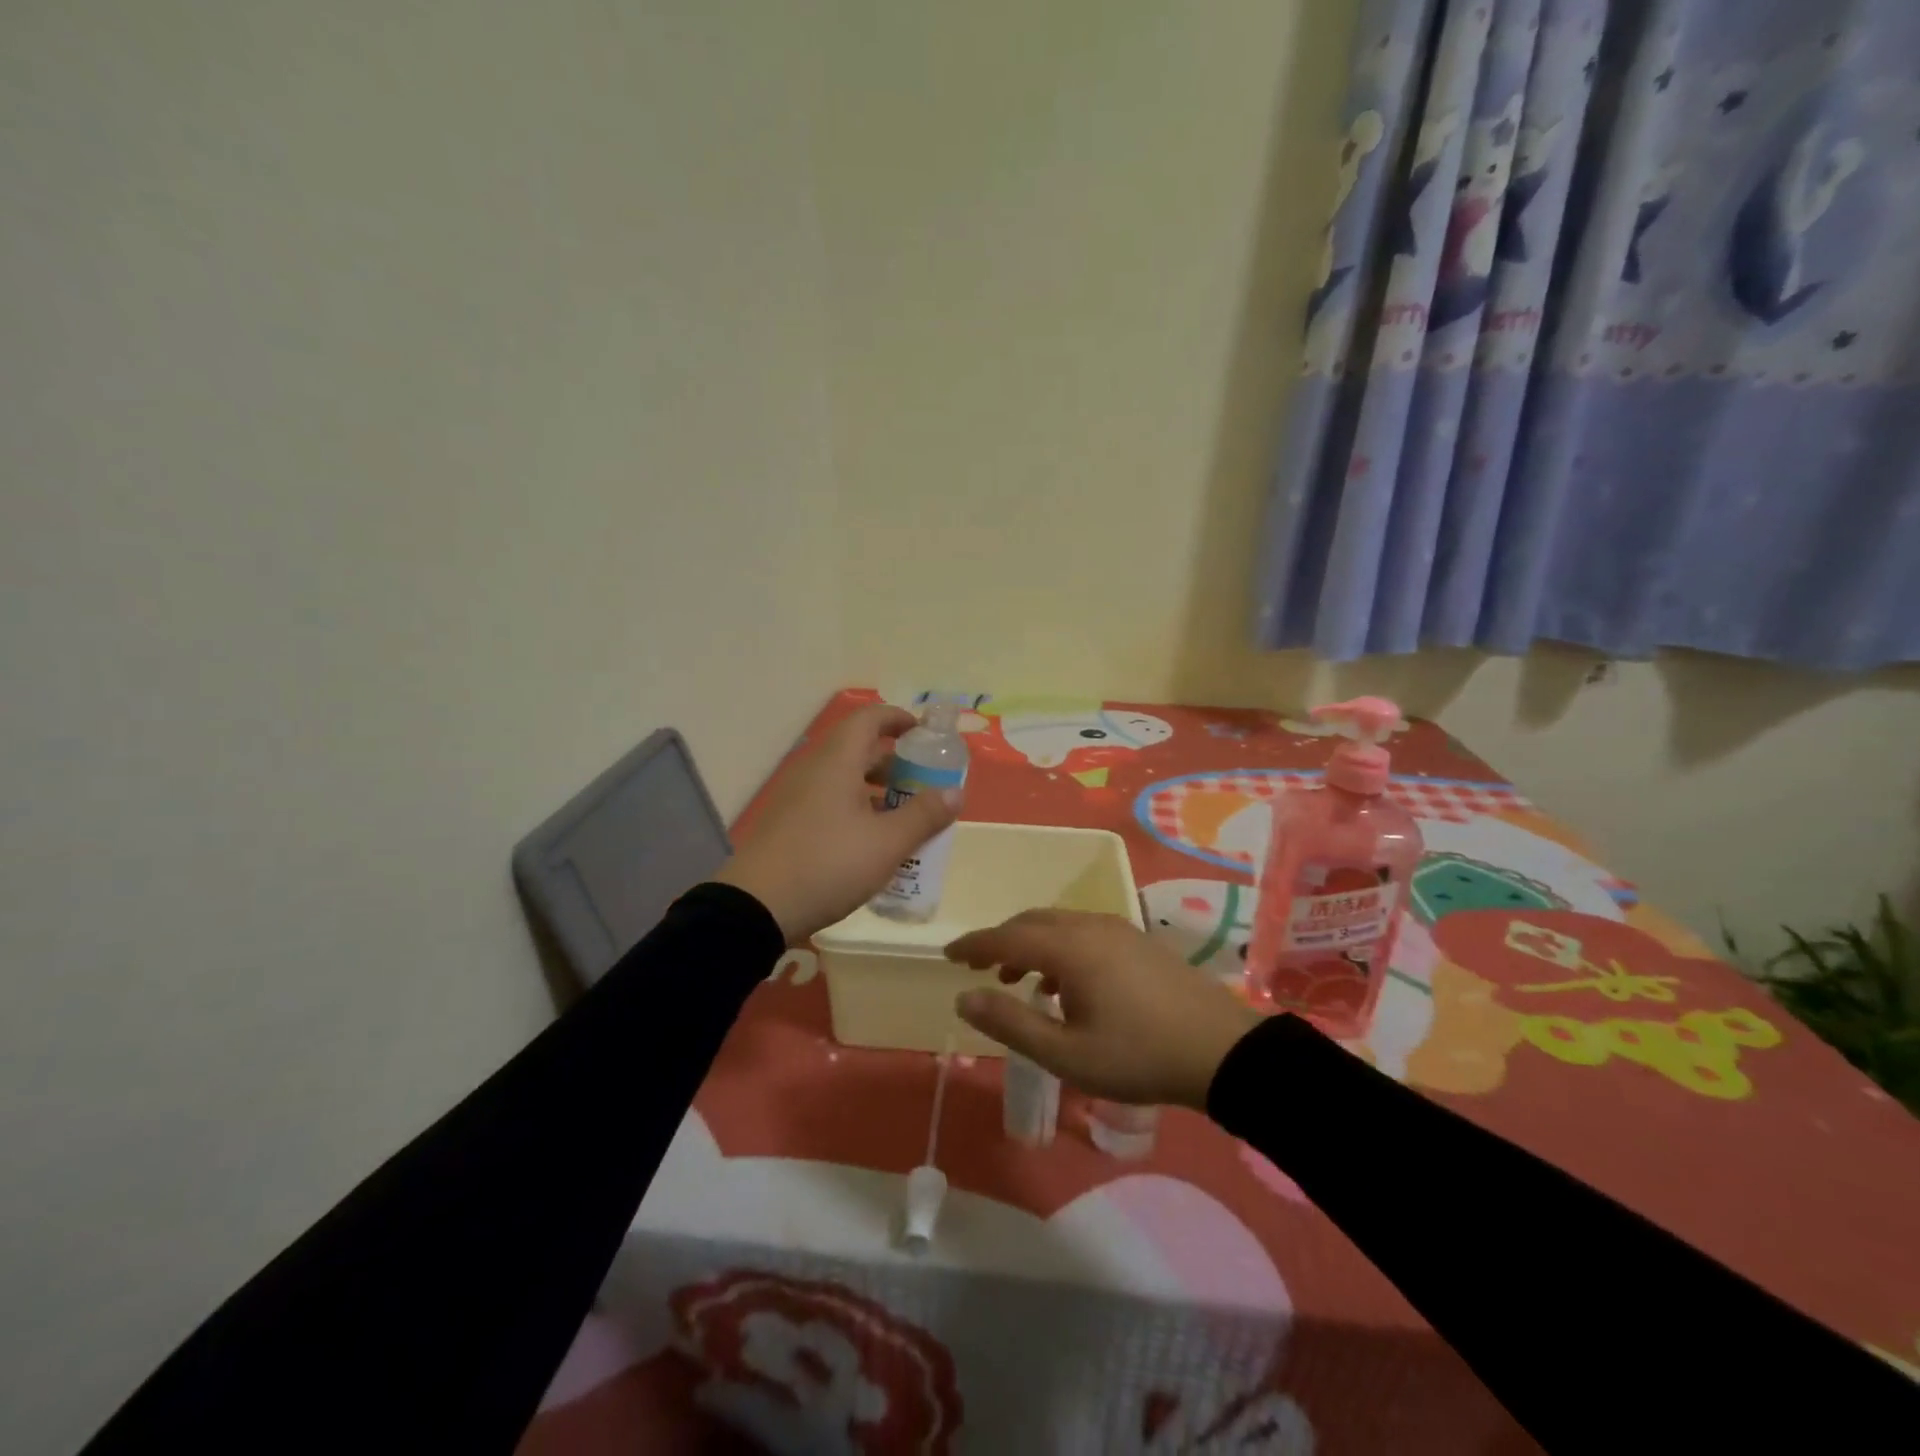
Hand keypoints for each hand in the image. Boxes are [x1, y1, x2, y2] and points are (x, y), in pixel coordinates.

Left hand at [713, 703, 960, 943]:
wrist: (755, 907)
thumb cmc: (828, 865)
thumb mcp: (886, 844)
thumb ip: (924, 816)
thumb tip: (955, 792)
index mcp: (837, 761)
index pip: (870, 718)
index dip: (900, 719)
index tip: (926, 735)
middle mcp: (814, 769)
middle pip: (858, 748)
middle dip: (895, 761)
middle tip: (925, 783)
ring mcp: (796, 796)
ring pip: (844, 777)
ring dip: (877, 789)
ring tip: (905, 816)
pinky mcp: (788, 822)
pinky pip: (829, 800)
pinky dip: (856, 808)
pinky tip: (872, 841)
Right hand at [946, 910, 1262, 1109]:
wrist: (1221, 1050)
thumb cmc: (1138, 1055)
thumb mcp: (1066, 1054)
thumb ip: (1010, 1023)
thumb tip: (963, 997)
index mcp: (1069, 947)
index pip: (1006, 936)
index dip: (974, 944)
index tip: (948, 954)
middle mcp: (1090, 926)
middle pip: (1032, 922)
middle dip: (1001, 941)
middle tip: (978, 966)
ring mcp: (1118, 929)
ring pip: (1059, 924)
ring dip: (1031, 945)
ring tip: (1019, 980)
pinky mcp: (1138, 940)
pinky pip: (1083, 931)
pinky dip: (1059, 947)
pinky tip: (1065, 983)